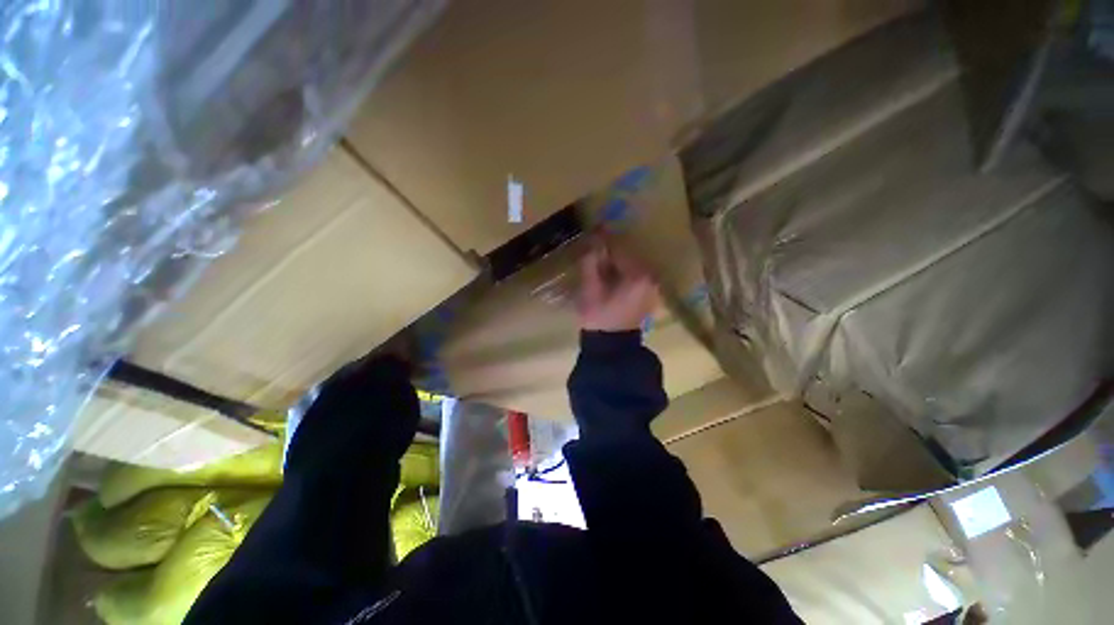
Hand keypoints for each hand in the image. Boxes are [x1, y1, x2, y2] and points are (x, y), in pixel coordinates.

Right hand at [577, 237, 658, 331]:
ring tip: (603, 257)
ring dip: (619, 260)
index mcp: (637, 276)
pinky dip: (625, 270)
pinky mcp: (650, 295)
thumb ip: (591, 264)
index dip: (605, 240)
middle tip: (597, 243)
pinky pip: (637, 276)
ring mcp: (652, 288)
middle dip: (613, 249)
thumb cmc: (599, 317)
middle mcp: (650, 279)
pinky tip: (613, 272)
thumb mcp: (590, 289)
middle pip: (630, 256)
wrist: (611, 346)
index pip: (621, 250)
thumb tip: (593, 244)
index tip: (596, 230)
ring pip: (634, 265)